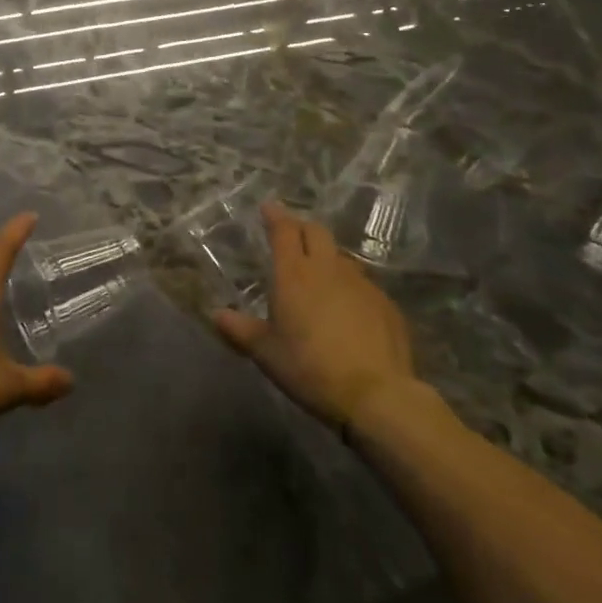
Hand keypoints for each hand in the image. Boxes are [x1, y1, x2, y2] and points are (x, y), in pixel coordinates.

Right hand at [213, 202, 419, 431]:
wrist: (376, 394)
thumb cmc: (309, 368)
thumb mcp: (266, 353)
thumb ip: (240, 330)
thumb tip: (215, 314)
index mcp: (294, 273)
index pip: (284, 230)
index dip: (275, 215)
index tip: (268, 207)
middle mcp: (327, 268)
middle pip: (316, 231)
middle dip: (301, 227)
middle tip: (292, 234)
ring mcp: (361, 284)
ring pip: (340, 256)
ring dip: (327, 256)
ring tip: (319, 273)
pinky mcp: (385, 304)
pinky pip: (363, 283)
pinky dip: (349, 286)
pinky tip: (348, 308)